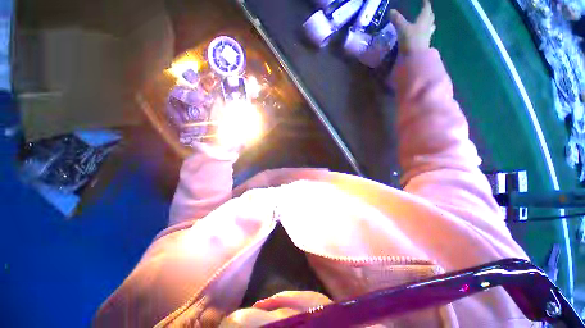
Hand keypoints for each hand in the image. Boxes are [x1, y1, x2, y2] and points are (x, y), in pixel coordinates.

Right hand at [390, 0, 435, 53]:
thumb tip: (390, 11)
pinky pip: (426, 37)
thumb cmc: (410, 40)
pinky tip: (423, 37)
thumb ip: (397, 20)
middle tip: (427, 11)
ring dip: (430, 24)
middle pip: (430, 18)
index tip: (425, 0)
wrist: (415, 58)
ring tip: (428, 23)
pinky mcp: (424, 46)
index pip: (427, 9)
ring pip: (430, 28)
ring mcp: (426, 37)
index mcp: (423, 20)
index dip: (426, 4)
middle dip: (429, 14)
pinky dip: (425, 35)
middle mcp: (427, 27)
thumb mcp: (402, 28)